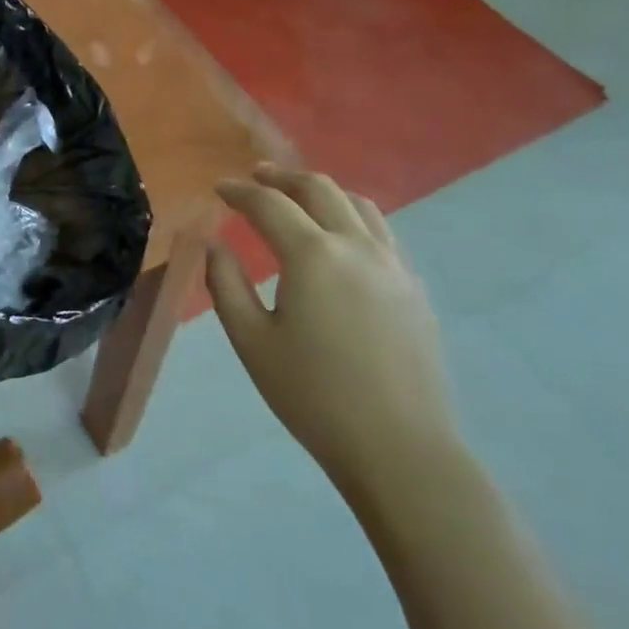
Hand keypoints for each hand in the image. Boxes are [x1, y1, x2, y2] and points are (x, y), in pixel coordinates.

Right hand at [207, 168, 458, 491]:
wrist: (401, 450)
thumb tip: (214, 244)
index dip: (240, 192)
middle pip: (319, 189)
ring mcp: (393, 266)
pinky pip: (382, 232)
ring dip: (322, 192)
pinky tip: (342, 237)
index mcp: (312, 256)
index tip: (219, 188)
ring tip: (299, 198)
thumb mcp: (251, 342)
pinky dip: (353, 217)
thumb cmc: (314, 397)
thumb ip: (225, 284)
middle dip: (282, 178)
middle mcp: (356, 247)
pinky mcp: (415, 289)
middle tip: (256, 178)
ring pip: (358, 204)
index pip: (270, 204)